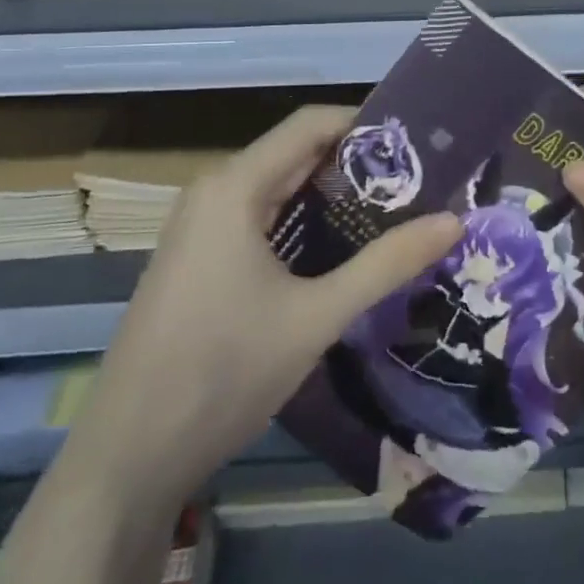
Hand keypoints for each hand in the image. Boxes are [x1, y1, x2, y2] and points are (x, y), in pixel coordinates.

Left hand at [75, 105, 460, 504]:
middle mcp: (214, 191)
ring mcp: (200, 226)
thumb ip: (387, 264)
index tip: (417, 143)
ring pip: (277, 188)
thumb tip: (455, 221)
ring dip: (331, 194)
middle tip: (418, 179)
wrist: (128, 459)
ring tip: (393, 208)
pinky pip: (259, 218)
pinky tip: (340, 247)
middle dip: (355, 163)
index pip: (310, 124)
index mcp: (235, 186)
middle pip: (295, 154)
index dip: (365, 124)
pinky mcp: (198, 258)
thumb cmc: (223, 373)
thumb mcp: (317, 317)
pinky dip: (302, 221)